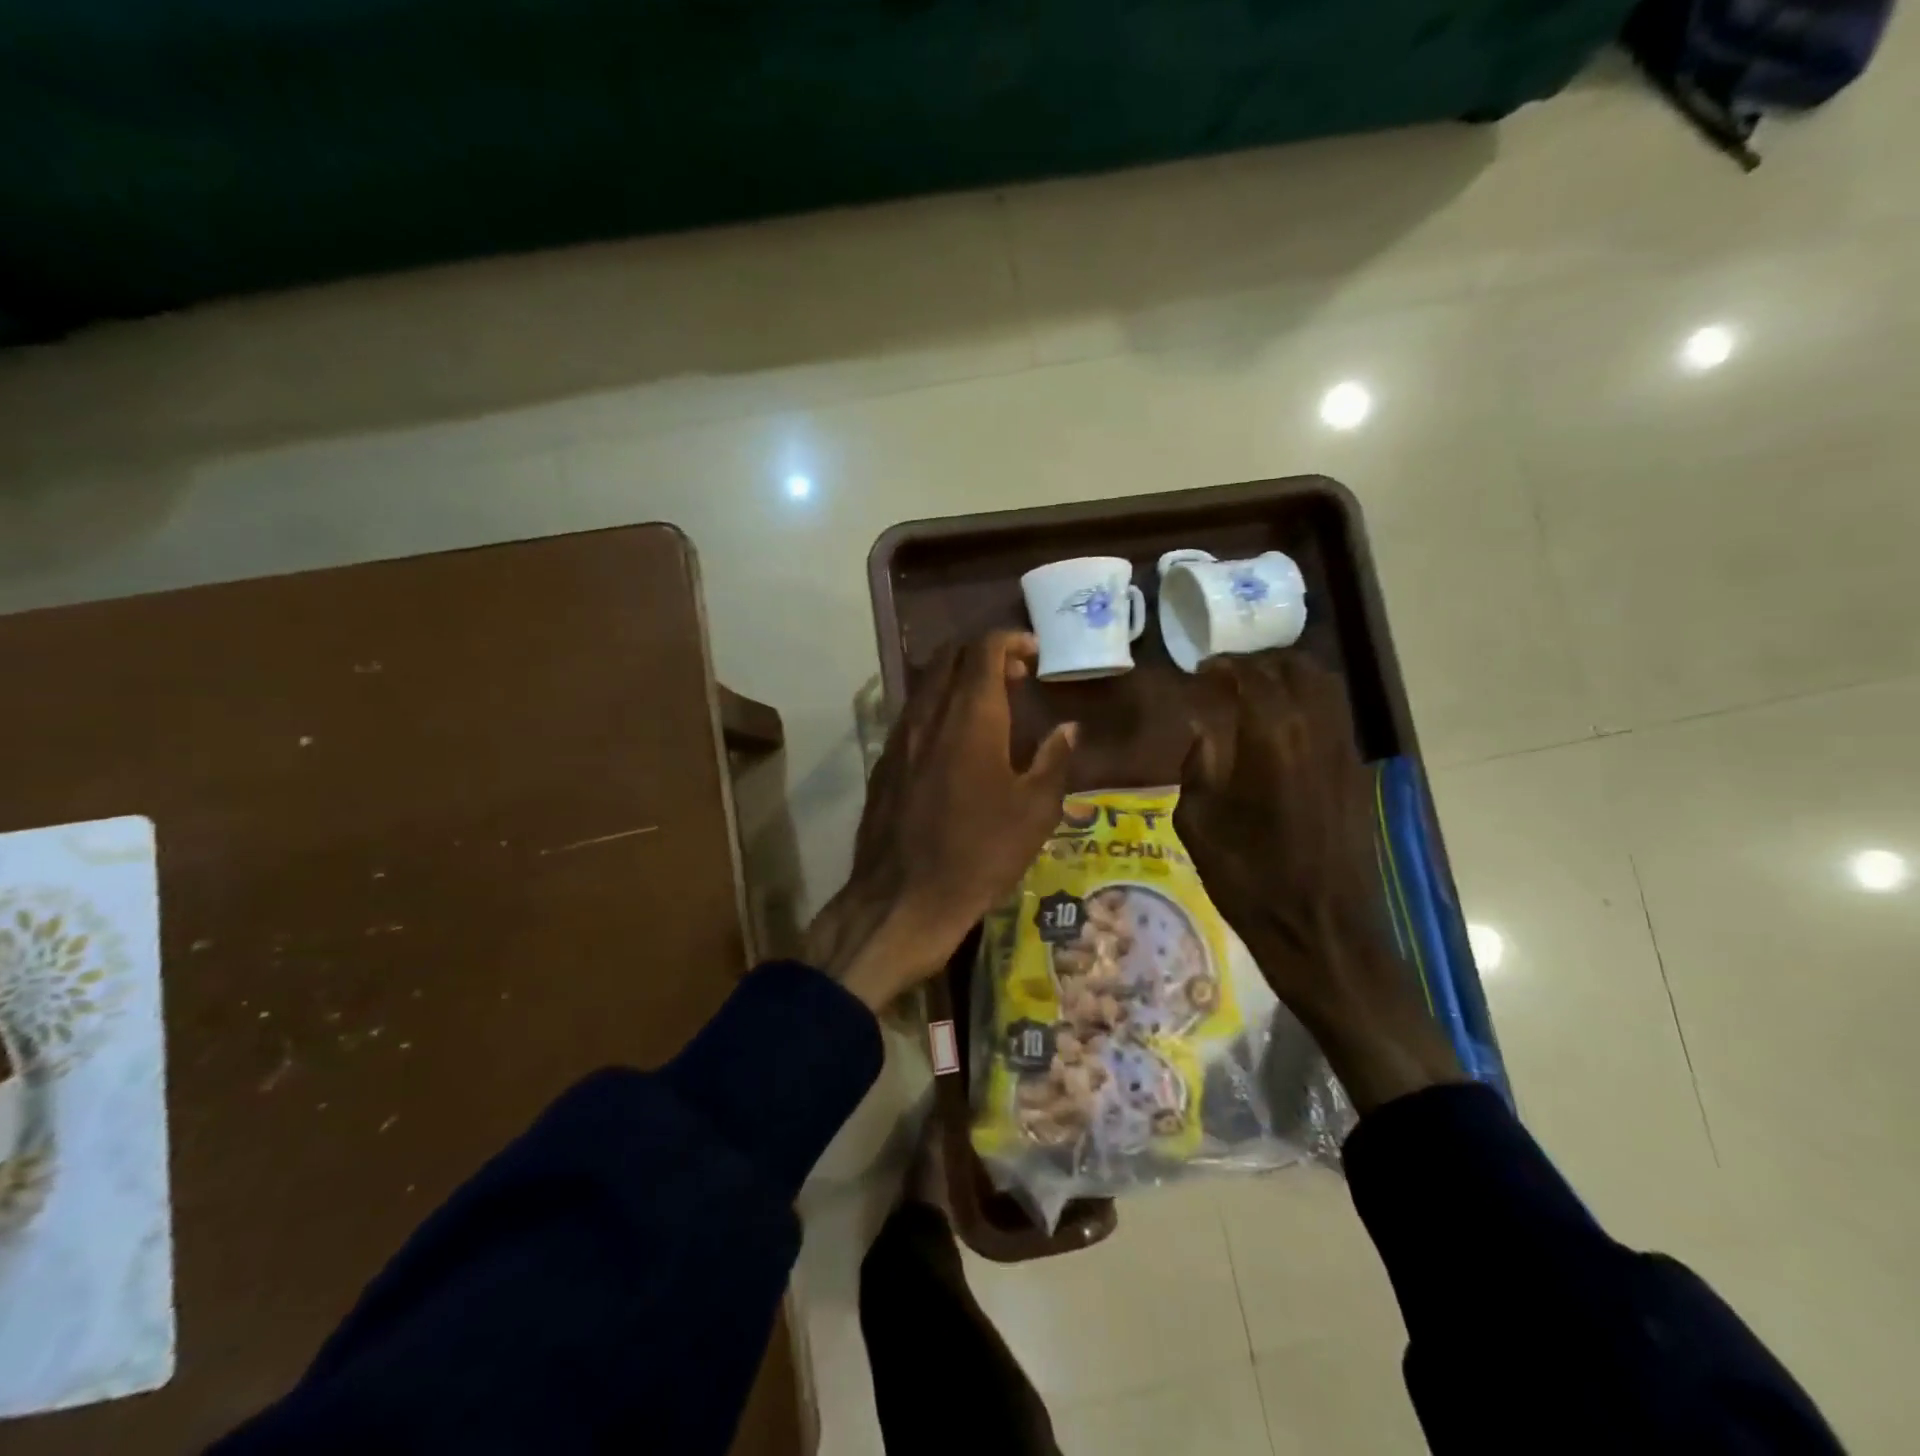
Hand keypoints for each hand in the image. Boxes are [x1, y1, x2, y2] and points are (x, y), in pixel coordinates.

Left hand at [808, 632, 1076, 1010]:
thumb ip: (1053, 760)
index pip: (983, 649)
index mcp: (971, 717)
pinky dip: (938, 707)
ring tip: (990, 707)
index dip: (1011, 640)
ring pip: (927, 683)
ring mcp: (899, 737)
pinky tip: (955, 742)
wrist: (903, 899)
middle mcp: (929, 715)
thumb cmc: (979, 854)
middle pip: (950, 656)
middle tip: (1016, 676)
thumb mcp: (1034, 812)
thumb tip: (1068, 728)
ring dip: (959, 680)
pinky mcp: (884, 762)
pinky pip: (912, 714)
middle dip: (984, 653)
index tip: (1034, 654)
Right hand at [1175, 655, 1459, 1112]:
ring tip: (1257, 692)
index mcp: (1272, 738)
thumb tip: (1205, 733)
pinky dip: (1309, 704)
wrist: (1321, 929)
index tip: (1200, 672)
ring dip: (1290, 678)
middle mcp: (1315, 731)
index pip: (1251, 676)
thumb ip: (1199, 765)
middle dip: (1260, 662)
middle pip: (1296, 669)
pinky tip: (1283, 727)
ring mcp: (1344, 751)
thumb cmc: (1249, 879)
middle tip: (1228, 675)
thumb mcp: (1197, 821)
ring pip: (1325, 687)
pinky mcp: (1358, 774)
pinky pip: (1335, 717)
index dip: (1223, 666)